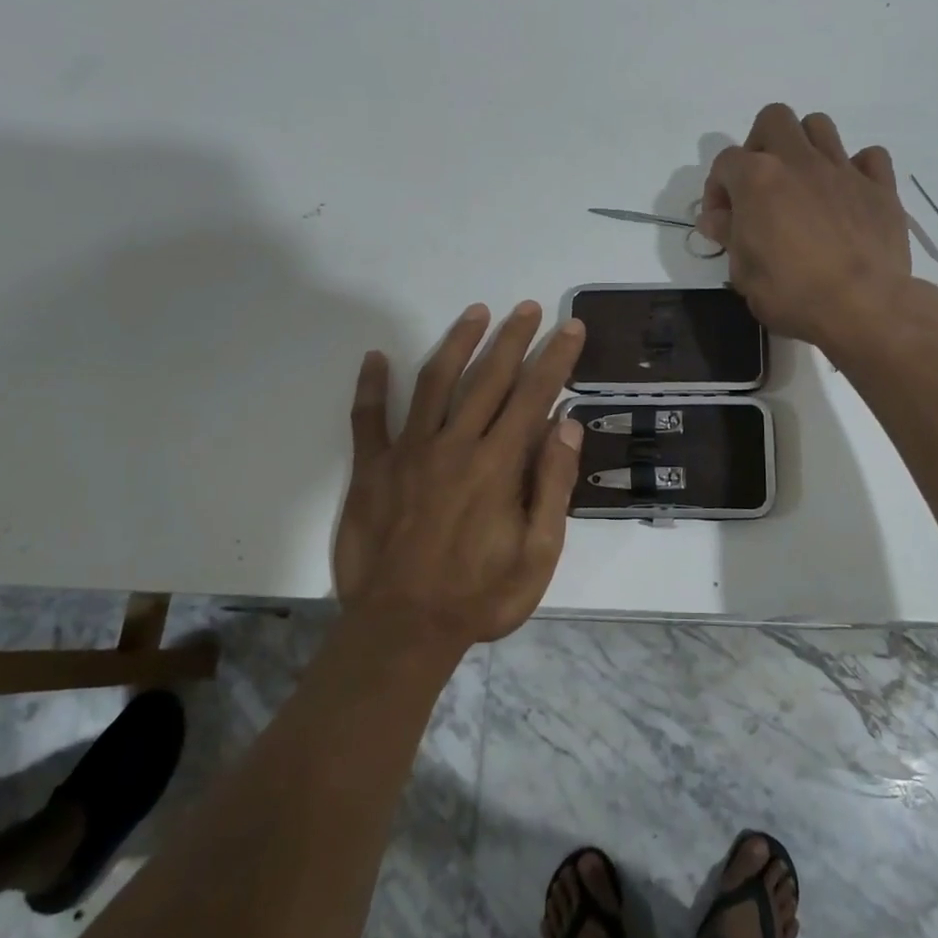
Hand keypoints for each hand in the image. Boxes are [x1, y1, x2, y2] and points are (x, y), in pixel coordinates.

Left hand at [335, 302, 586, 651]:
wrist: (402, 630)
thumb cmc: (480, 596)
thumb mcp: (538, 553)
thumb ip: (552, 485)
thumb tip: (567, 425)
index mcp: (497, 466)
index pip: (534, 396)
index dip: (555, 358)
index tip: (570, 328)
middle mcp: (454, 446)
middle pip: (488, 378)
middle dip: (513, 338)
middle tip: (529, 307)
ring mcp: (408, 454)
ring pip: (434, 383)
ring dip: (457, 344)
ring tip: (475, 312)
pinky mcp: (371, 470)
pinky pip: (368, 419)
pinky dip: (371, 387)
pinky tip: (375, 357)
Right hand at [698, 104, 933, 353]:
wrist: (863, 306)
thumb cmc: (792, 293)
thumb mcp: (743, 273)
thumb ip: (729, 236)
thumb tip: (716, 218)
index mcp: (758, 179)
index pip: (725, 162)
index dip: (717, 189)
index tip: (723, 221)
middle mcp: (799, 161)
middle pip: (774, 119)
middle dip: (760, 145)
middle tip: (760, 186)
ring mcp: (843, 170)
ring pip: (820, 126)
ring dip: (805, 146)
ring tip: (802, 183)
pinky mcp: (880, 187)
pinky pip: (870, 157)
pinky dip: (856, 168)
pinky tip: (848, 194)